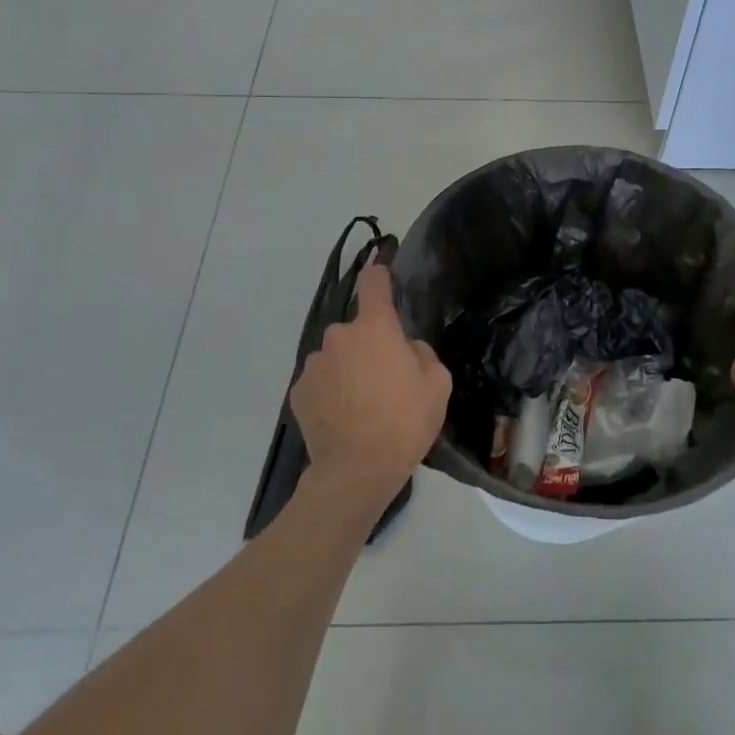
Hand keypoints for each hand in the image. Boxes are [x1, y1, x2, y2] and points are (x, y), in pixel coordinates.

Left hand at [290, 259, 451, 516]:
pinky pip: (321, 382)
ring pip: (337, 357)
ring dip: (348, 370)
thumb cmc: (404, 421)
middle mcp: (339, 337)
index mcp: (375, 328)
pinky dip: (331, 393)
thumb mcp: (437, 384)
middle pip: (357, 330)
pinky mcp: (298, 393)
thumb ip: (421, 353)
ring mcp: (314, 364)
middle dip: (369, 345)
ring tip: (363, 406)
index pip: (374, 284)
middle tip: (386, 378)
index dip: (378, 270)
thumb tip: (405, 349)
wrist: (355, 471)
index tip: (380, 263)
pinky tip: (344, 419)